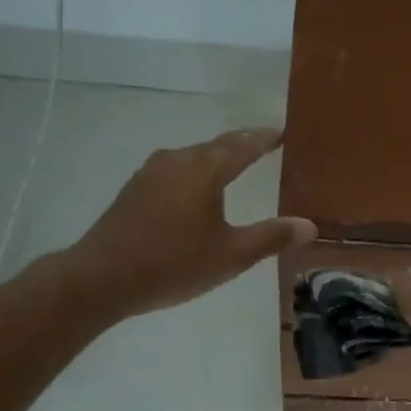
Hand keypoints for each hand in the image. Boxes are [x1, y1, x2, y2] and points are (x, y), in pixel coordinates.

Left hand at [64, 127, 315, 322]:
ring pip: (191, 157)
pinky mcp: (133, 191)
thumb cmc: (173, 264)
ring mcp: (150, 174)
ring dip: (214, 157)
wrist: (101, 278)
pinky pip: (174, 171)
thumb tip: (309, 225)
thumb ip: (271, 237)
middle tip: (262, 143)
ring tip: (232, 164)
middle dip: (240, 144)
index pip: (242, 145)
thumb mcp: (231, 256)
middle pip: (215, 146)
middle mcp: (176, 162)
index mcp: (204, 171)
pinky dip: (194, 173)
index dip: (264, 138)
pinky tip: (194, 190)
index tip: (281, 132)